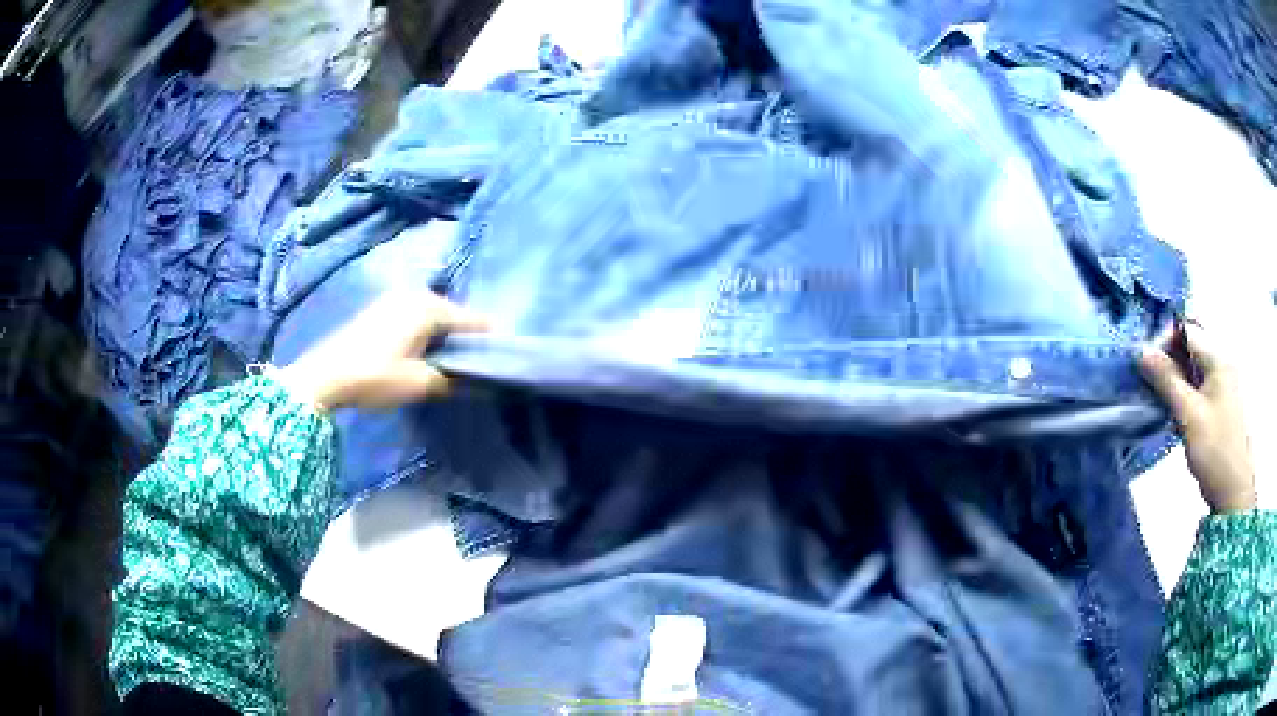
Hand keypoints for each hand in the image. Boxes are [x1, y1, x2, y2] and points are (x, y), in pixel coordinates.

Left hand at [275, 288, 488, 412]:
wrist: (324, 376)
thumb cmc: (375, 376)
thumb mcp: (419, 384)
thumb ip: (453, 380)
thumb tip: (479, 383)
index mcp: (430, 306)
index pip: (474, 320)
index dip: (491, 340)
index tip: (505, 359)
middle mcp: (416, 294)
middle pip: (455, 315)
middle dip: (467, 338)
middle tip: (479, 366)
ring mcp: (396, 298)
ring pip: (435, 316)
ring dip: (446, 337)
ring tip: (454, 364)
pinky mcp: (382, 308)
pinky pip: (417, 317)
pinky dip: (427, 333)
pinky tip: (427, 354)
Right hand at [1139, 325, 1255, 512]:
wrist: (1233, 491)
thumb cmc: (1214, 450)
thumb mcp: (1188, 415)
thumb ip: (1166, 380)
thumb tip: (1141, 351)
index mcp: (1218, 359)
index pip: (1187, 331)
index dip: (1164, 341)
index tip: (1146, 365)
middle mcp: (1222, 364)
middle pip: (1192, 345)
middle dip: (1170, 357)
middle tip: (1151, 379)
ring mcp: (1223, 384)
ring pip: (1194, 366)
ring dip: (1175, 375)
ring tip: (1160, 396)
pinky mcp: (1220, 404)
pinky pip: (1199, 384)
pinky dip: (1184, 389)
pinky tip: (1175, 409)